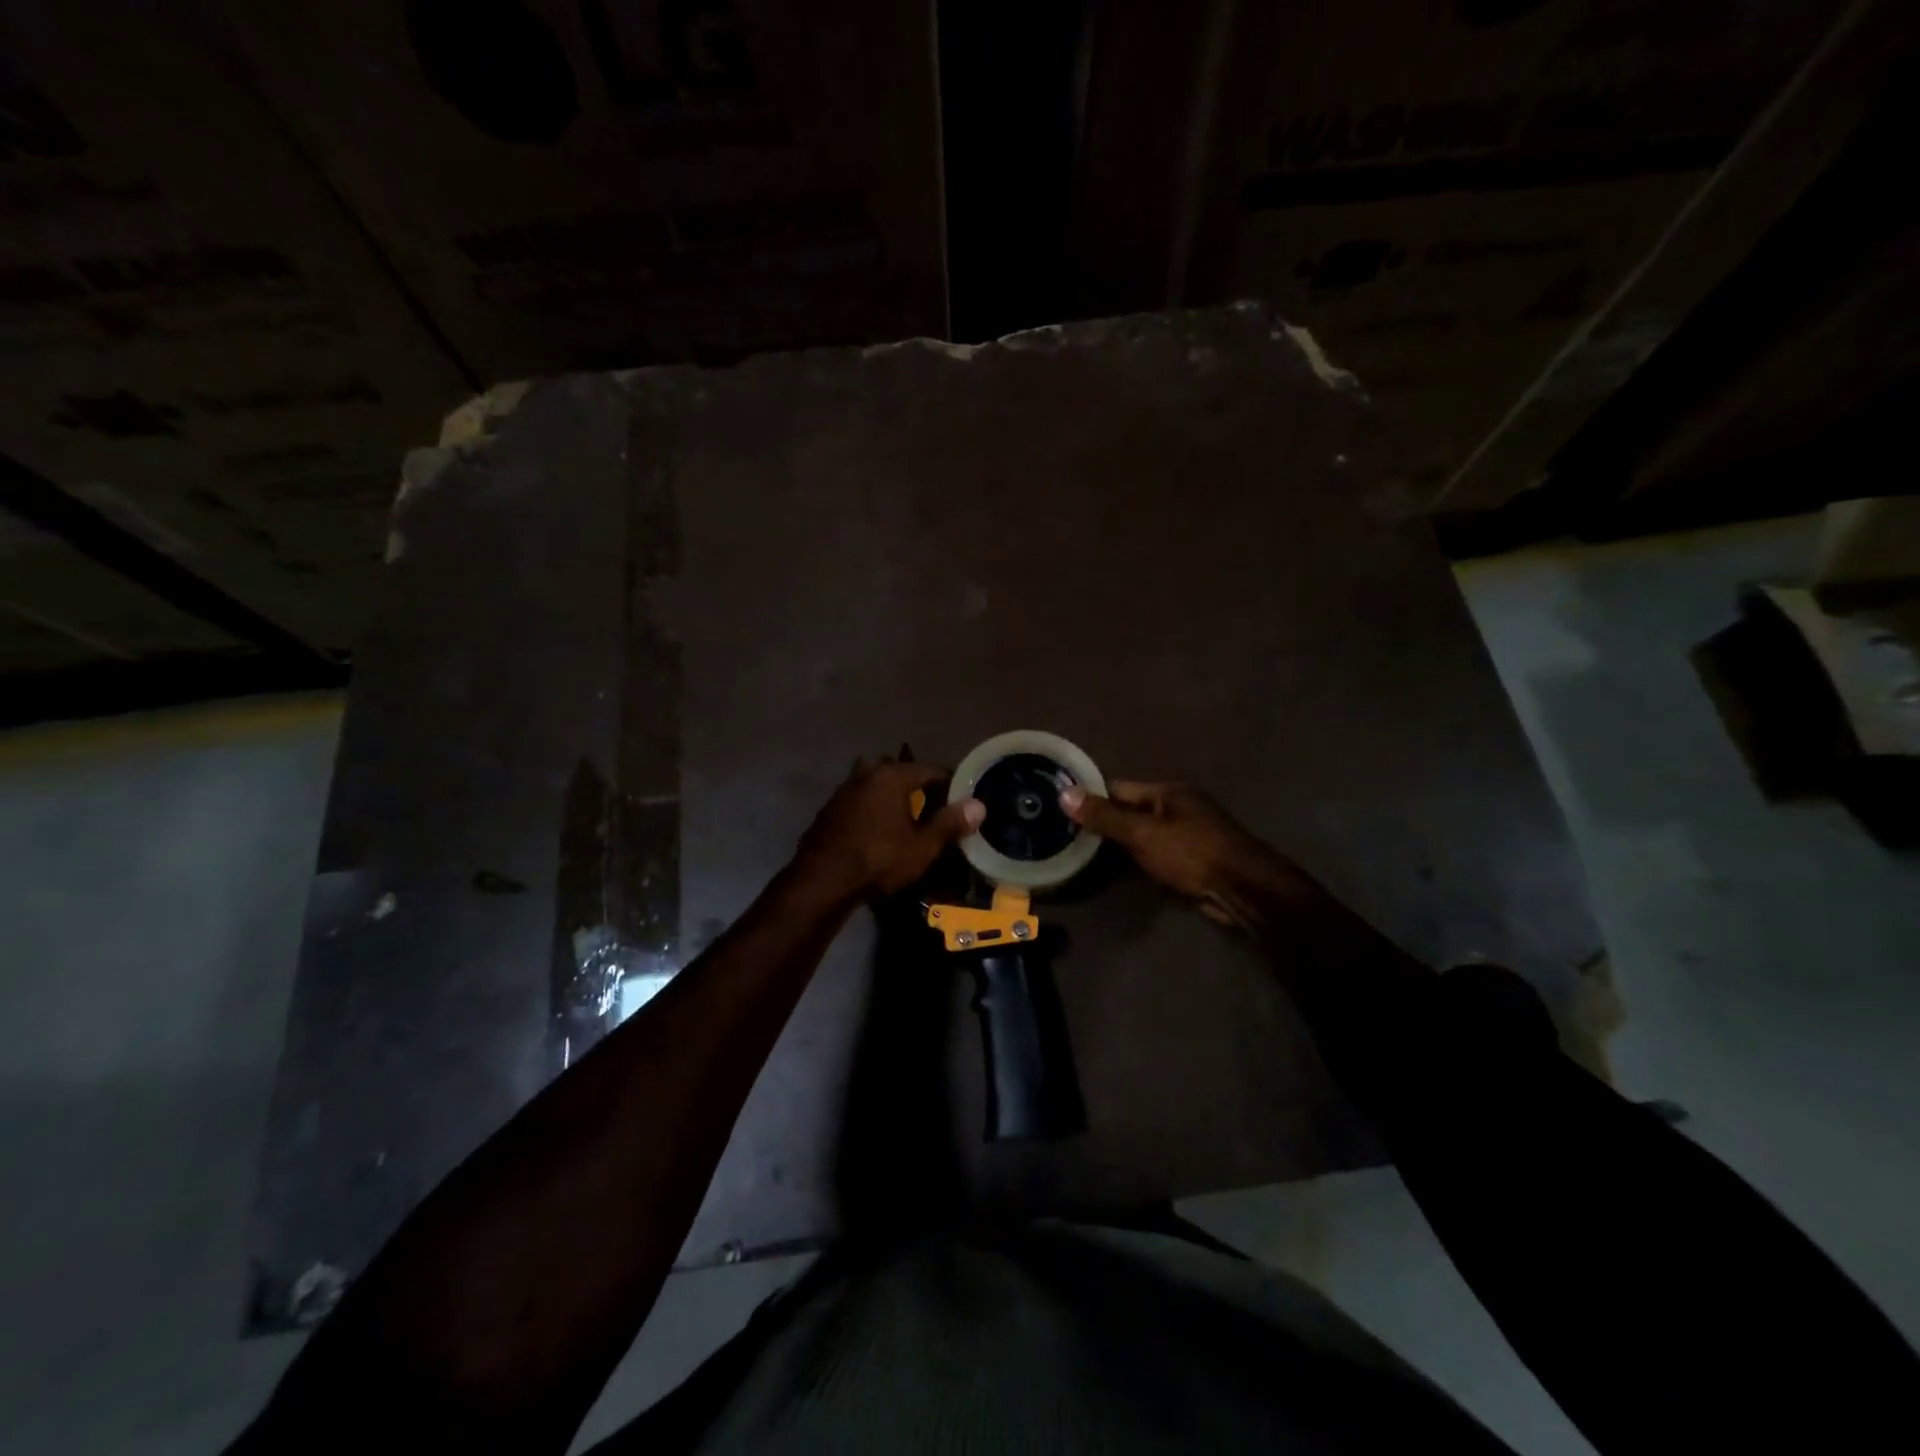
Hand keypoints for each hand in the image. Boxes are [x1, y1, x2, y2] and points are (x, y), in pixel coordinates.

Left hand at [795, 756, 983, 899]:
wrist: (822, 880)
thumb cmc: (878, 860)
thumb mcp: (922, 846)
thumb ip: (950, 823)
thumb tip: (978, 805)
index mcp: (892, 775)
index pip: (932, 770)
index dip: (951, 785)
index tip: (963, 803)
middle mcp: (867, 773)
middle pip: (904, 774)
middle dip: (921, 790)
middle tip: (937, 812)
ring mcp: (845, 789)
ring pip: (880, 786)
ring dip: (896, 799)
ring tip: (910, 821)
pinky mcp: (831, 808)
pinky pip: (863, 800)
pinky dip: (875, 809)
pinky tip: (880, 830)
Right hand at [1061, 780, 1303, 929]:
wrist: (1244, 890)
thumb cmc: (1192, 853)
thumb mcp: (1143, 834)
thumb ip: (1105, 817)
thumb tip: (1064, 793)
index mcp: (1168, 792)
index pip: (1119, 788)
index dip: (1093, 797)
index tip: (1063, 809)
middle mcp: (1179, 807)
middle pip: (1131, 811)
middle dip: (1106, 822)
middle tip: (1068, 835)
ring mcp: (1188, 833)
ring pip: (1144, 835)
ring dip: (1122, 844)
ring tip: (1085, 853)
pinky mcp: (1193, 859)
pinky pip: (1156, 853)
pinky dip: (1140, 859)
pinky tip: (1120, 870)